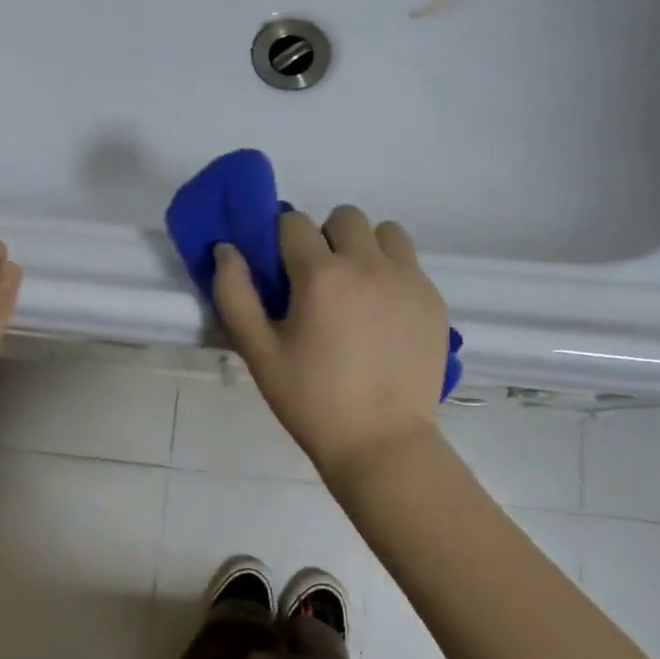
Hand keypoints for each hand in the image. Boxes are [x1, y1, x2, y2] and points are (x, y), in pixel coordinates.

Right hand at [213, 206, 447, 486]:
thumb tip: (226, 249)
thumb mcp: (259, 352)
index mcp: (321, 274)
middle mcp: (367, 264)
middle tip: (320, 282)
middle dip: (325, 238)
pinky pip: (409, 263)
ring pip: (384, 232)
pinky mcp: (433, 299)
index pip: (294, 223)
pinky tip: (383, 315)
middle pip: (343, 217)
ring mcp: (407, 279)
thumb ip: (235, 295)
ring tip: (357, 289)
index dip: (281, 241)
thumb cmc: (312, 400)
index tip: (282, 271)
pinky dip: (392, 273)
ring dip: (365, 247)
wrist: (381, 441)